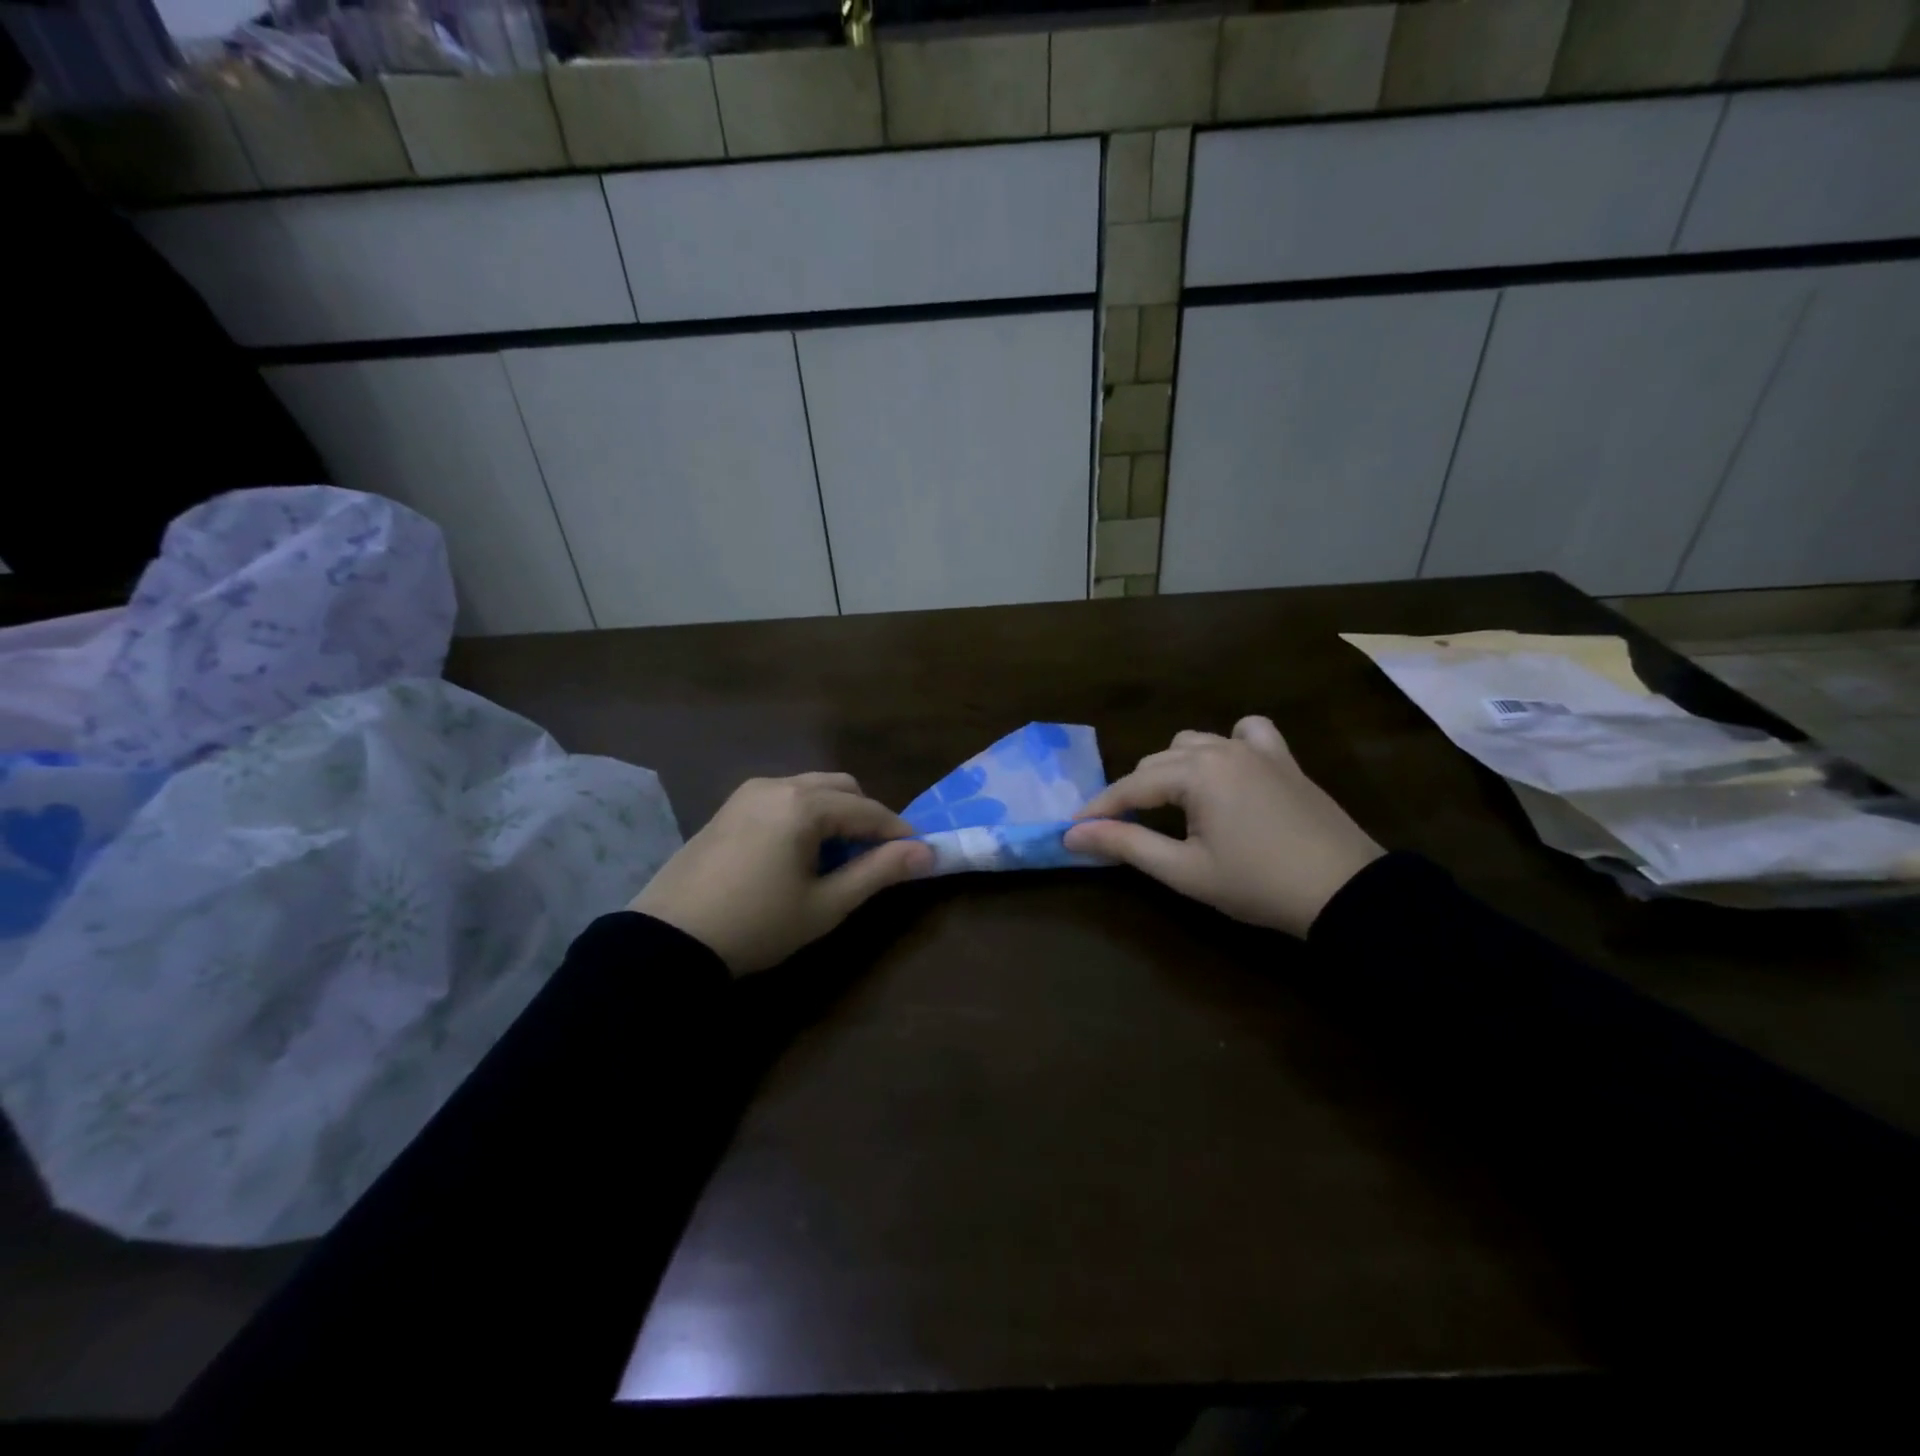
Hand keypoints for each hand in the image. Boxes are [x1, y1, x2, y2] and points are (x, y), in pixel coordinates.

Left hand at [632, 773, 932, 973]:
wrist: (669, 939)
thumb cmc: (757, 924)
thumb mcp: (825, 905)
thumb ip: (878, 872)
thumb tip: (926, 852)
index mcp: (803, 804)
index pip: (867, 810)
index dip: (897, 832)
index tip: (920, 853)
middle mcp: (777, 785)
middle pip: (840, 787)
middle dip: (866, 816)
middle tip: (876, 856)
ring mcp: (748, 792)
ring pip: (810, 788)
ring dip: (835, 812)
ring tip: (839, 855)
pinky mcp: (729, 807)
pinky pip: (783, 797)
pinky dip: (805, 813)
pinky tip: (800, 850)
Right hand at [1062, 716, 1383, 937]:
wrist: (1345, 892)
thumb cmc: (1258, 884)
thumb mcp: (1184, 870)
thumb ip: (1126, 845)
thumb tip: (1072, 834)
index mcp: (1197, 773)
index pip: (1131, 787)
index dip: (1100, 809)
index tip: (1073, 829)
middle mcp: (1221, 749)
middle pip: (1157, 763)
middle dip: (1133, 793)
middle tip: (1120, 829)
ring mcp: (1256, 750)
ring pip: (1194, 743)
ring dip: (1172, 769)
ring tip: (1170, 804)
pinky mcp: (1283, 759)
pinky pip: (1247, 733)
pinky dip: (1227, 744)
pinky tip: (1227, 768)